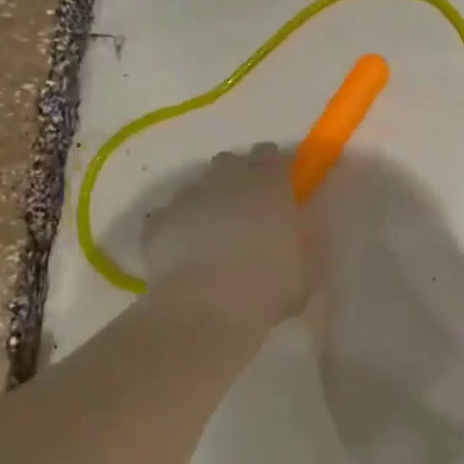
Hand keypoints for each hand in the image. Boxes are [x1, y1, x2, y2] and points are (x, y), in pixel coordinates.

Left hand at [143, 145, 314, 327]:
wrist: (206, 309)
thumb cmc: (267, 287)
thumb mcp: (305, 269)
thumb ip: (300, 244)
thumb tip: (293, 239)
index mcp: (269, 187)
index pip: (271, 155)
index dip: (275, 165)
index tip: (280, 182)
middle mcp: (227, 182)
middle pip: (230, 161)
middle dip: (237, 176)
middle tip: (246, 205)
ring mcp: (189, 200)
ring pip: (198, 186)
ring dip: (207, 200)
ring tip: (213, 230)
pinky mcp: (159, 223)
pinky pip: (169, 215)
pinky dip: (177, 226)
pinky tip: (184, 248)